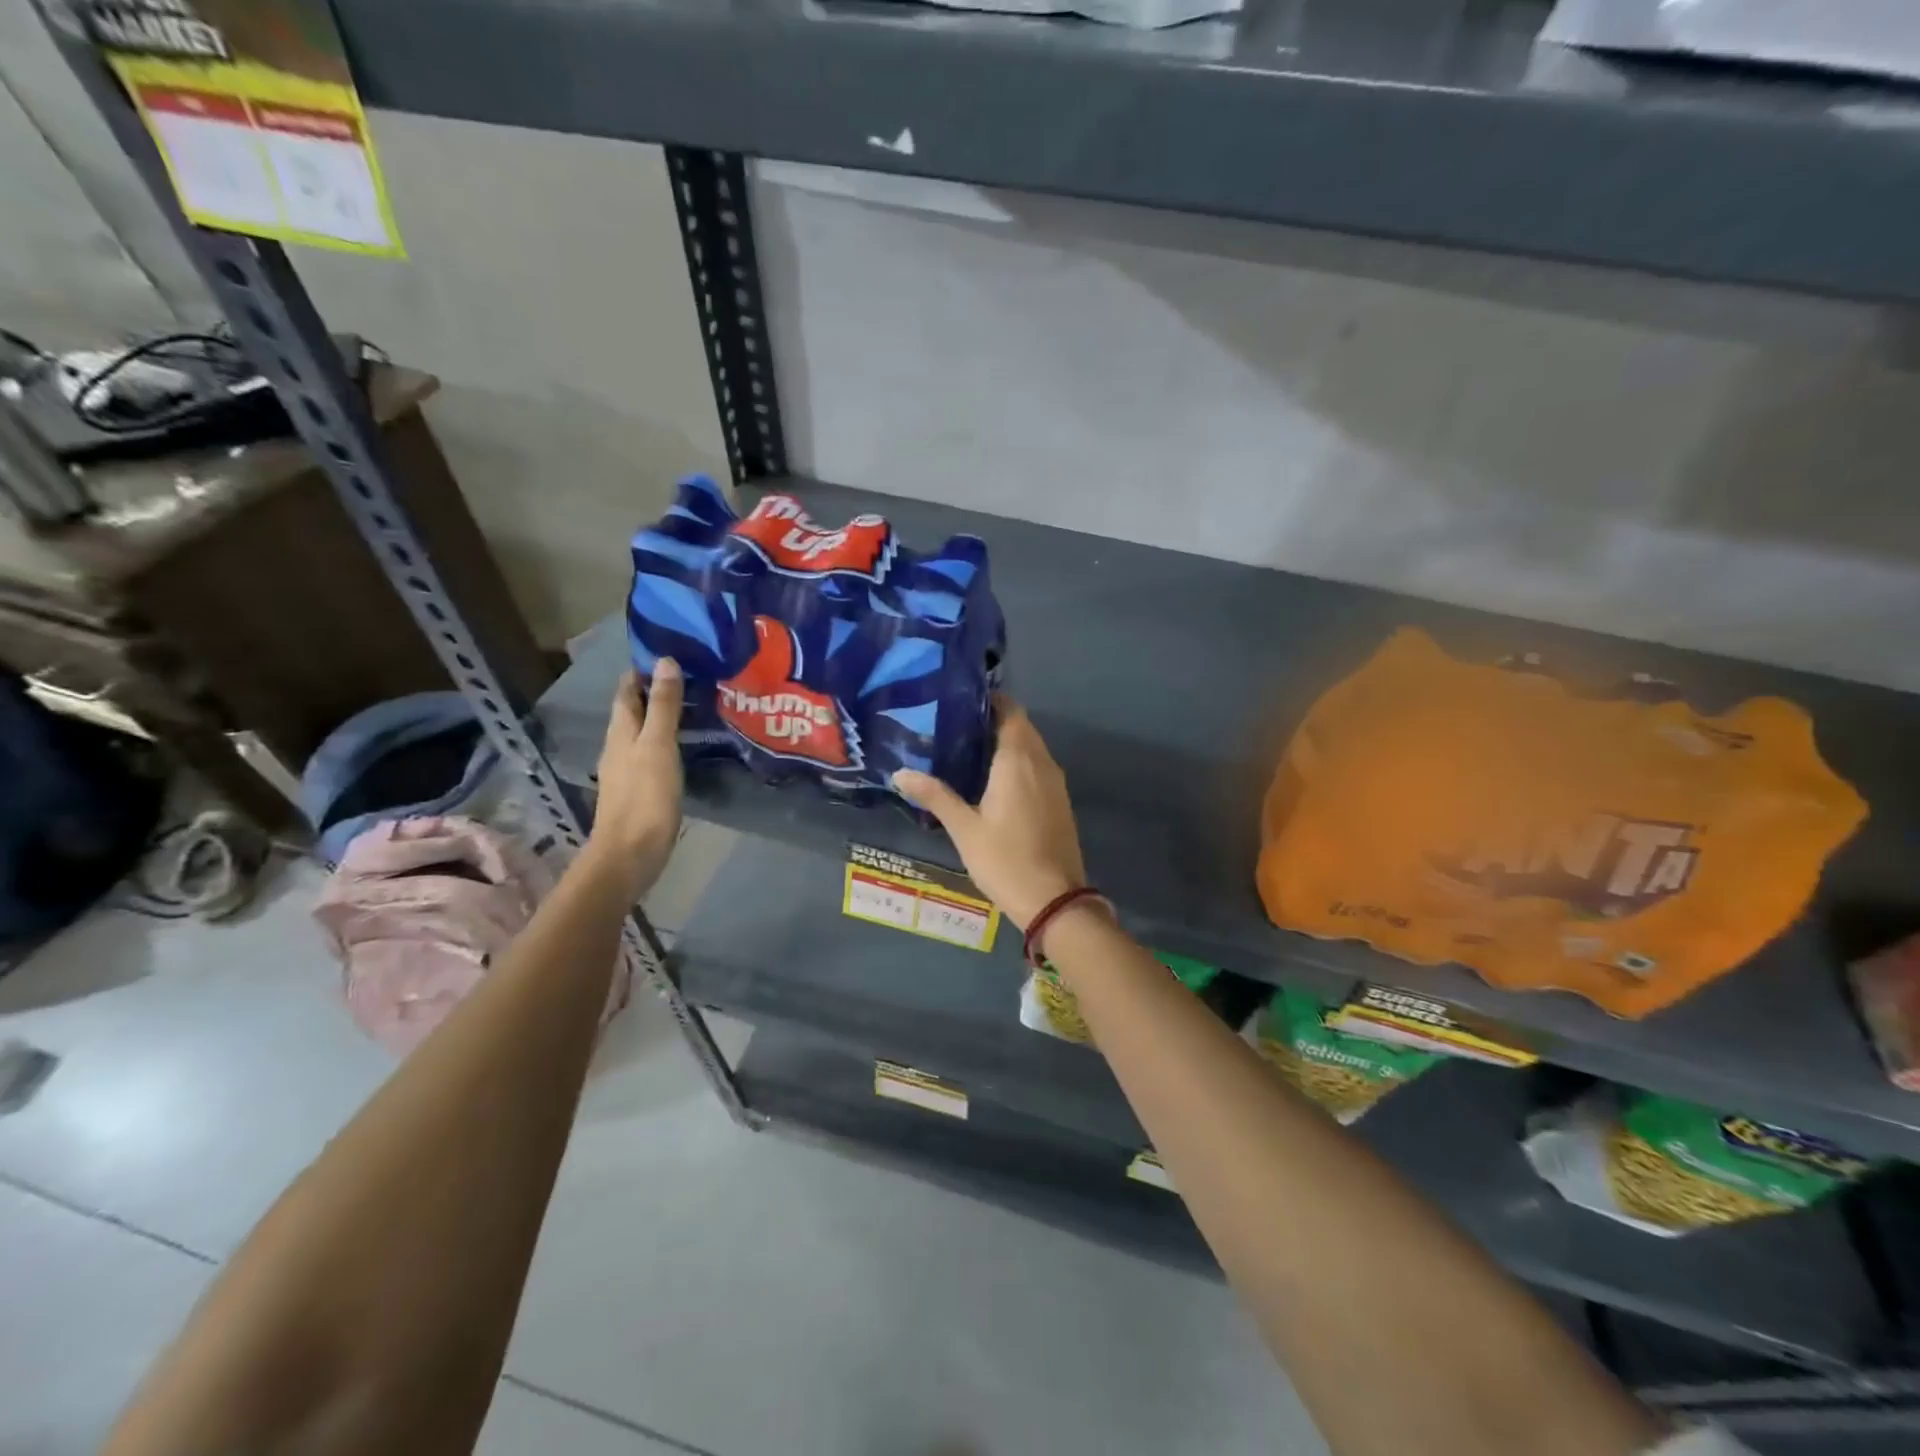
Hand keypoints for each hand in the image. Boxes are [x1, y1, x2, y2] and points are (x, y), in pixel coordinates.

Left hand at [585, 661, 683, 891]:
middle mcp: (619, 745)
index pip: (627, 690)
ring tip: (696, 704)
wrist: (631, 854)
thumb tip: (665, 662)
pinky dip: (669, 740)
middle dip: (656, 690)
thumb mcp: (657, 745)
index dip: (643, 670)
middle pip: (634, 709)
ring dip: (664, 716)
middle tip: (693, 675)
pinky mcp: (642, 789)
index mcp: (620, 731)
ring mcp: (629, 769)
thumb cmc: (645, 797)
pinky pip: (654, 753)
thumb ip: (663, 705)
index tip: (672, 652)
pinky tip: (687, 744)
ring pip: (644, 731)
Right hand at [893, 700, 1087, 929]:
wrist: (1055, 899)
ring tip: (968, 750)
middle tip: (954, 726)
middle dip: (992, 721)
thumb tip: (900, 772)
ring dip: (1006, 742)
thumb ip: (934, 795)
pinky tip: (993, 780)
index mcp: (1018, 759)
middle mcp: (1041, 762)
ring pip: (1031, 747)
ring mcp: (1055, 781)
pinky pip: (1038, 767)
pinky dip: (1018, 763)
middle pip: (1020, 726)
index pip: (1010, 711)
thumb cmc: (1005, 859)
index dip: (988, 701)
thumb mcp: (964, 828)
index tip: (960, 702)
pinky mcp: (1060, 800)